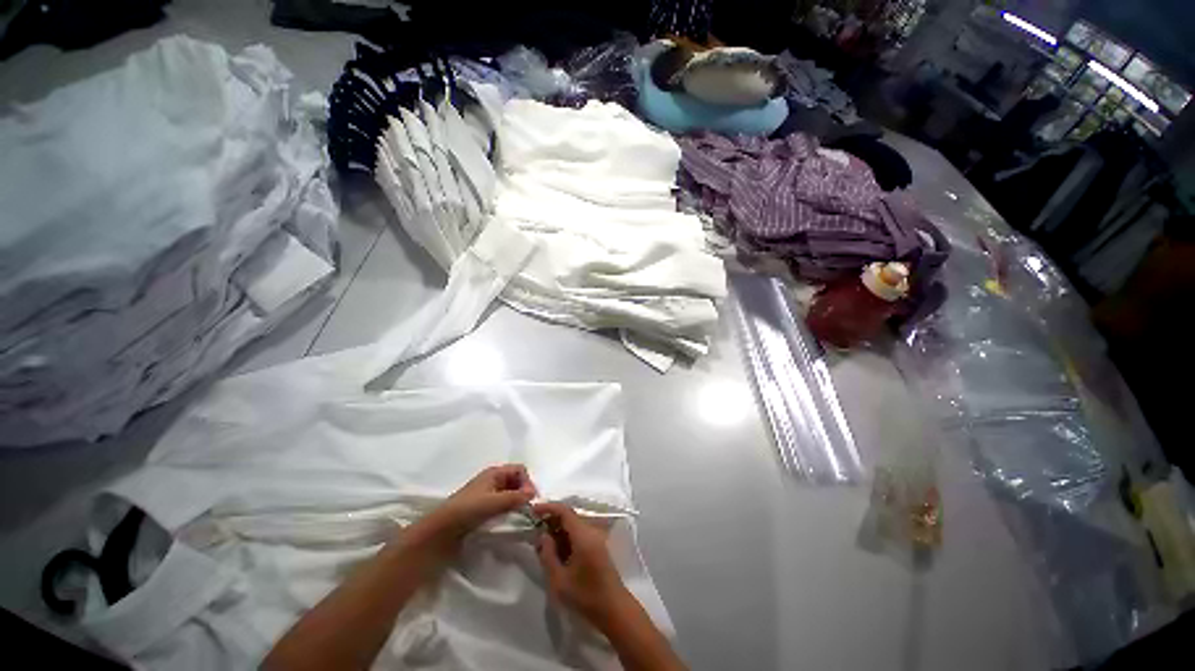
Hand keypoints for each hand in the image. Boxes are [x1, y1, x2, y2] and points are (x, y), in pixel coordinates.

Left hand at [414, 465, 536, 553]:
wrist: (440, 532)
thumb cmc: (466, 511)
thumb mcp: (493, 502)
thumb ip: (515, 497)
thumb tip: (533, 495)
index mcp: (494, 472)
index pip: (520, 470)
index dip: (527, 482)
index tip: (529, 500)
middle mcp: (492, 480)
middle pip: (516, 481)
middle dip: (523, 493)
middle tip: (526, 510)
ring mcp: (487, 495)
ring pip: (510, 494)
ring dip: (516, 503)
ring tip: (519, 517)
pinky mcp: (482, 509)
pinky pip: (502, 505)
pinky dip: (509, 510)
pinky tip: (508, 521)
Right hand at [534, 502, 628, 625]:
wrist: (614, 609)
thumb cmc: (585, 596)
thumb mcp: (559, 580)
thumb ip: (548, 555)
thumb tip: (542, 535)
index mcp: (583, 535)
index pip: (564, 511)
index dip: (548, 507)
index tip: (532, 511)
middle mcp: (591, 531)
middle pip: (569, 516)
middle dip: (551, 519)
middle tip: (534, 530)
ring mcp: (596, 538)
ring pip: (573, 525)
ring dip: (558, 529)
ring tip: (542, 542)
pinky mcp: (597, 546)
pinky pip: (579, 533)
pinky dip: (566, 536)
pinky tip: (556, 550)